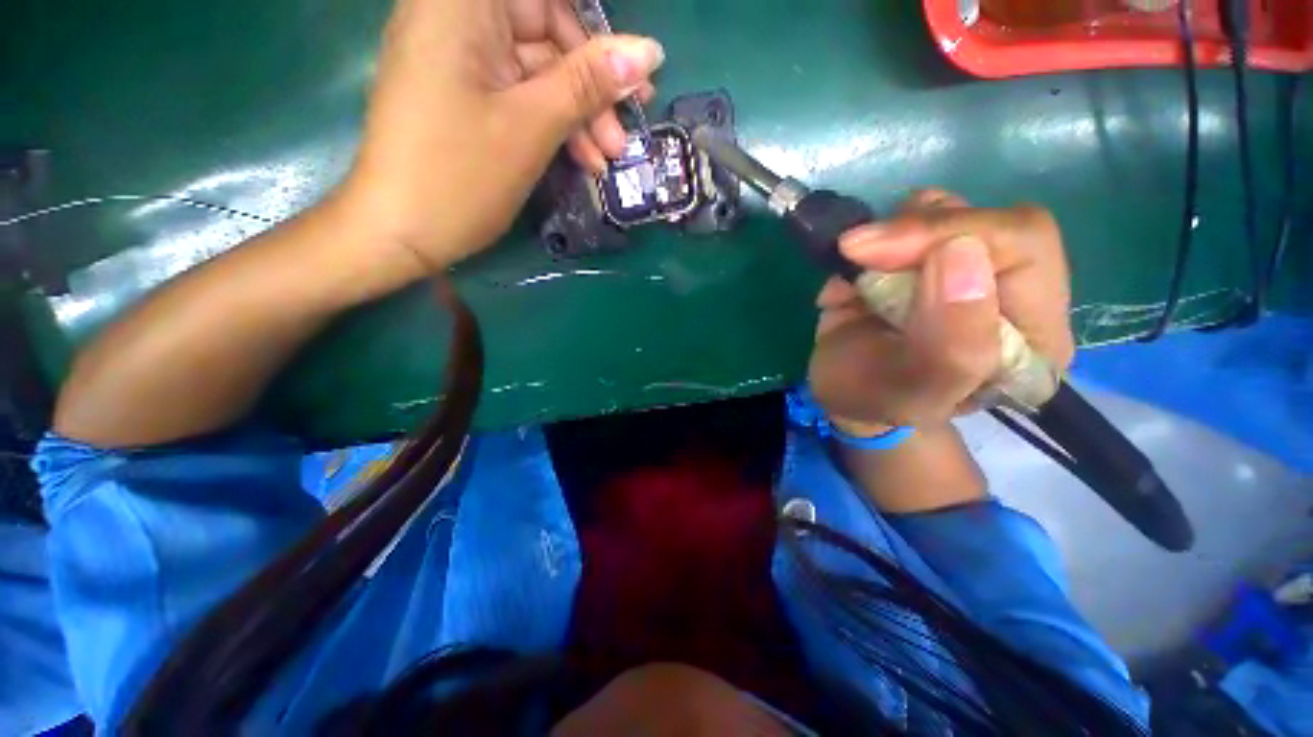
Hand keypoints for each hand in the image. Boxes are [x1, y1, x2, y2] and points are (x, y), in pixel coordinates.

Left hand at [341, 0, 663, 274]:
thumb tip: (649, 52)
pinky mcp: (464, 96)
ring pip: (539, 72)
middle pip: (545, 32)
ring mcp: (460, 61)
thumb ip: (589, 83)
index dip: (593, 31)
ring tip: (609, 157)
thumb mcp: (532, 125)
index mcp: (461, 4)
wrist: (401, 233)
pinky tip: (583, 158)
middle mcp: (456, 18)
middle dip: (592, 85)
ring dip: (579, 114)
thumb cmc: (460, 175)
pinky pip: (521, 97)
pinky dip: (554, 125)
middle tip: (624, 131)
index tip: (629, 72)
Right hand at [809, 190, 1074, 430]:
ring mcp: (965, 267)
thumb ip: (951, 342)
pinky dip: (869, 240)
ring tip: (858, 275)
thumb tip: (960, 251)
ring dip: (890, 235)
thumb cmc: (874, 399)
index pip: (1024, 244)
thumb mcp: (911, 391)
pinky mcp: (925, 255)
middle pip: (986, 219)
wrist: (840, 391)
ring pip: (947, 209)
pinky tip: (852, 278)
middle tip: (856, 252)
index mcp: (1033, 333)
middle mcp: (1010, 291)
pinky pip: (905, 217)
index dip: (950, 235)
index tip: (875, 253)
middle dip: (915, 232)